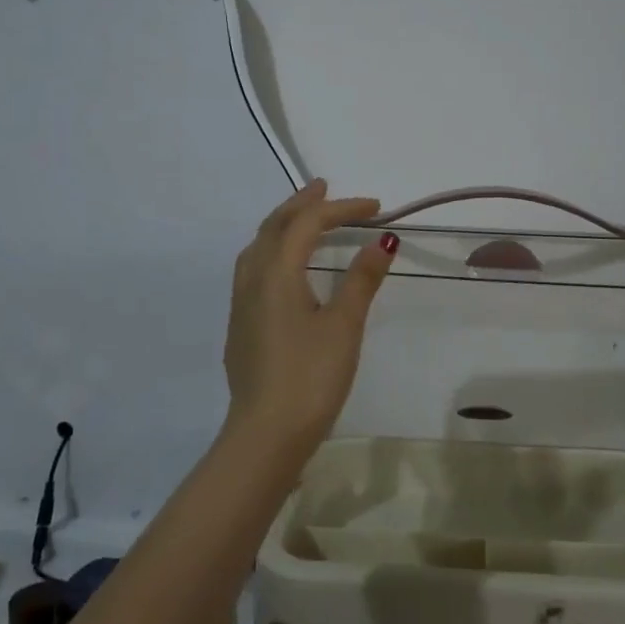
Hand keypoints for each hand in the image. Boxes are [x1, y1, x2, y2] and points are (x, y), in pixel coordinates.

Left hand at [223, 179, 398, 450]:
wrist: (265, 434)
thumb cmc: (310, 376)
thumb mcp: (344, 326)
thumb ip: (362, 280)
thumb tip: (383, 243)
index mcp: (276, 273)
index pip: (308, 224)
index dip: (341, 209)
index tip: (376, 208)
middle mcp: (252, 280)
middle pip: (273, 226)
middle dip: (302, 204)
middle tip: (326, 189)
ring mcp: (242, 304)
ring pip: (258, 247)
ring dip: (282, 225)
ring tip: (306, 220)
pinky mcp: (242, 326)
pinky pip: (254, 269)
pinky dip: (274, 251)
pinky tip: (287, 268)